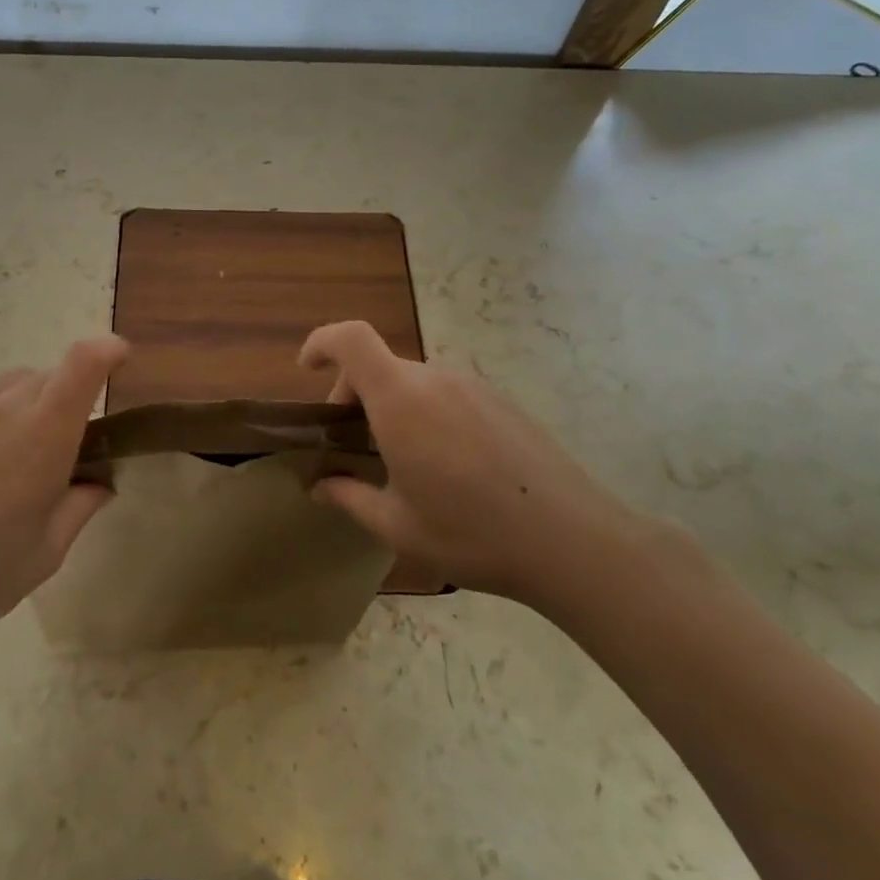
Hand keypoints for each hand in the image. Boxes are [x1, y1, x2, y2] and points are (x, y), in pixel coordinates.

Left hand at [0, 334, 129, 657]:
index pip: (84, 362)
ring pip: (15, 383)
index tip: (121, 362)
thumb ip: (82, 505)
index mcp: (42, 434)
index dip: (109, 351)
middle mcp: (3, 405)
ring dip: (31, 405)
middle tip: (62, 454)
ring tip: (15, 458)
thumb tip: (99, 482)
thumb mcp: (46, 552)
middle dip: (70, 401)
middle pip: (52, 376)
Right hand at [299, 321, 638, 612]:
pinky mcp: (500, 401)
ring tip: (400, 460)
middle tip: (353, 446)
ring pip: (413, 381)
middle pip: (379, 364)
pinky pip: (446, 393)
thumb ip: (348, 497)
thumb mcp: (396, 525)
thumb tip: (318, 485)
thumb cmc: (472, 533)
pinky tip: (445, 464)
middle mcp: (435, 379)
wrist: (572, 540)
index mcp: (400, 400)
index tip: (307, 370)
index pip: (350, 339)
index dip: (321, 343)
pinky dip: (425, 412)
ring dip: (391, 406)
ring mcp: (473, 386)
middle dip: (353, 394)